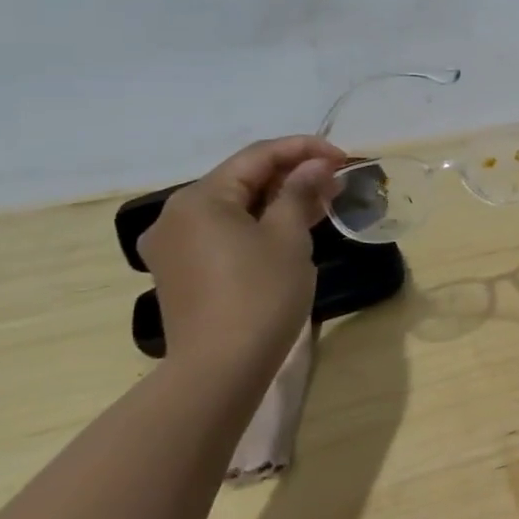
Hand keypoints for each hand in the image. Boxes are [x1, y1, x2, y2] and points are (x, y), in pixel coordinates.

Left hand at [138, 137, 346, 375]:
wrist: (220, 368)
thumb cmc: (259, 294)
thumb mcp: (288, 237)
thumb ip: (300, 193)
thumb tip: (316, 166)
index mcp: (200, 198)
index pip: (258, 156)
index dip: (304, 150)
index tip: (343, 158)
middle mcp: (177, 215)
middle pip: (242, 179)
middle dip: (292, 175)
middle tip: (336, 181)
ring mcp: (174, 245)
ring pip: (234, 207)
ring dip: (278, 200)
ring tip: (322, 203)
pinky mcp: (181, 272)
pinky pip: (223, 232)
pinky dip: (258, 224)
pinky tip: (290, 230)